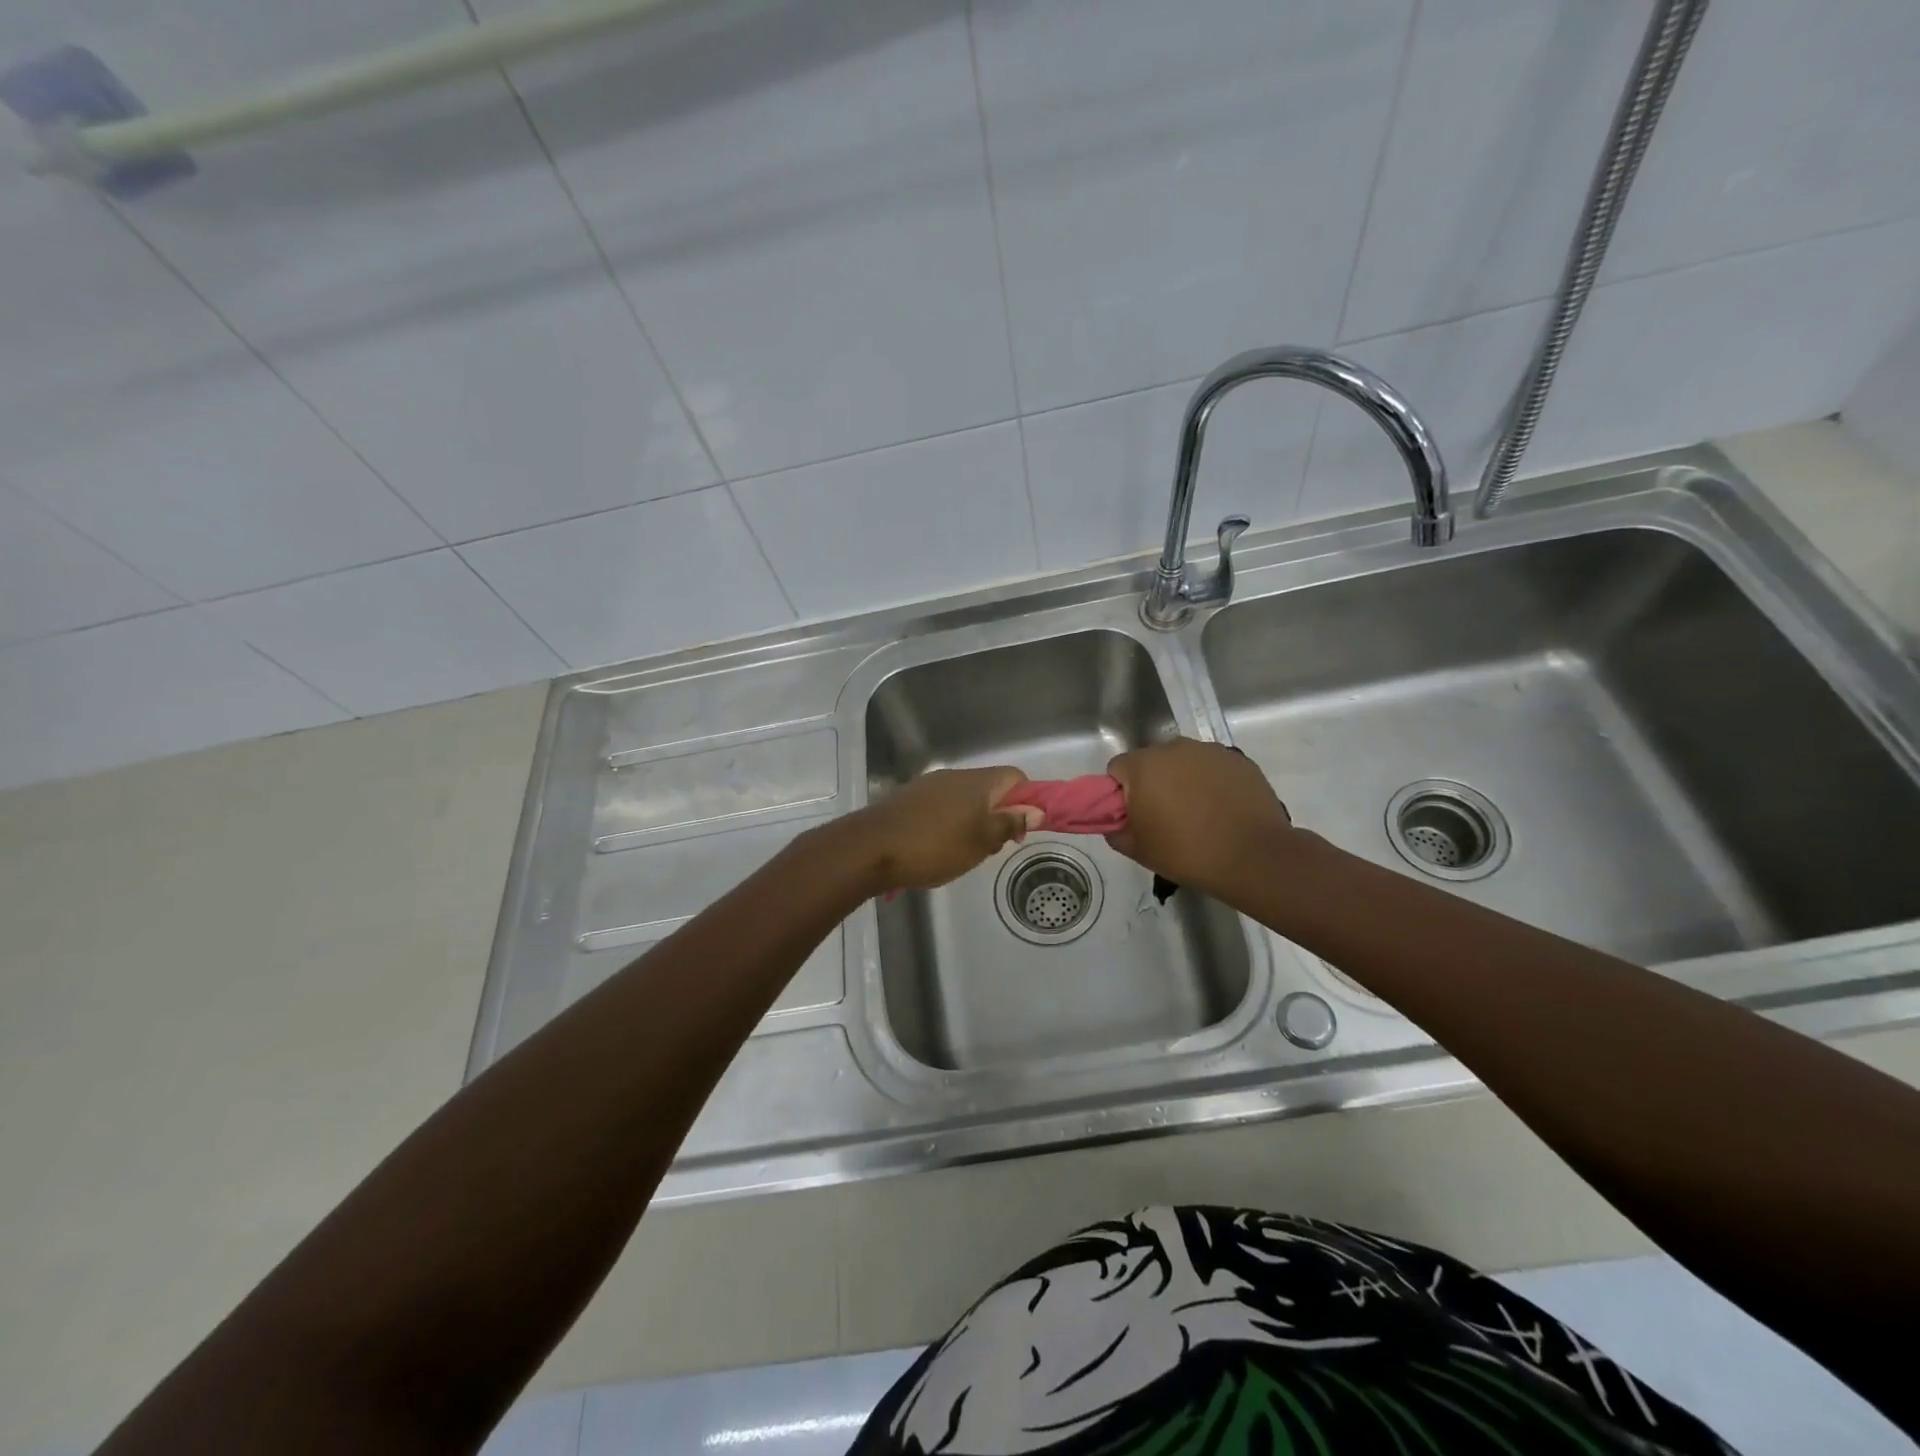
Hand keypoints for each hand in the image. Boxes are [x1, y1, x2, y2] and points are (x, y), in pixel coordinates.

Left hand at [847, 767, 1045, 892]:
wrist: (871, 848)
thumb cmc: (935, 846)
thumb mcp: (981, 842)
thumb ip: (1009, 823)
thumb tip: (1035, 810)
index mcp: (978, 782)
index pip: (1015, 777)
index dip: (1026, 800)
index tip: (1020, 829)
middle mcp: (955, 776)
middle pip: (989, 789)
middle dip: (997, 816)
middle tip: (990, 848)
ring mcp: (928, 786)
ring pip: (964, 799)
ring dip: (972, 822)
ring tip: (963, 853)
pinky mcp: (909, 799)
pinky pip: (941, 807)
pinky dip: (948, 823)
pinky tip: (937, 849)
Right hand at [1106, 738, 1293, 893]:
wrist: (1253, 856)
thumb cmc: (1187, 852)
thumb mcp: (1138, 850)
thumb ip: (1116, 831)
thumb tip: (1116, 823)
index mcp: (1143, 765)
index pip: (1117, 769)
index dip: (1120, 793)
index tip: (1133, 815)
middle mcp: (1174, 748)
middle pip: (1151, 761)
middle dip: (1152, 783)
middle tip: (1164, 816)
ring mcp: (1209, 751)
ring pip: (1183, 762)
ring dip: (1183, 780)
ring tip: (1197, 813)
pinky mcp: (1238, 760)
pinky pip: (1212, 768)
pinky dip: (1211, 782)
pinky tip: (1222, 809)